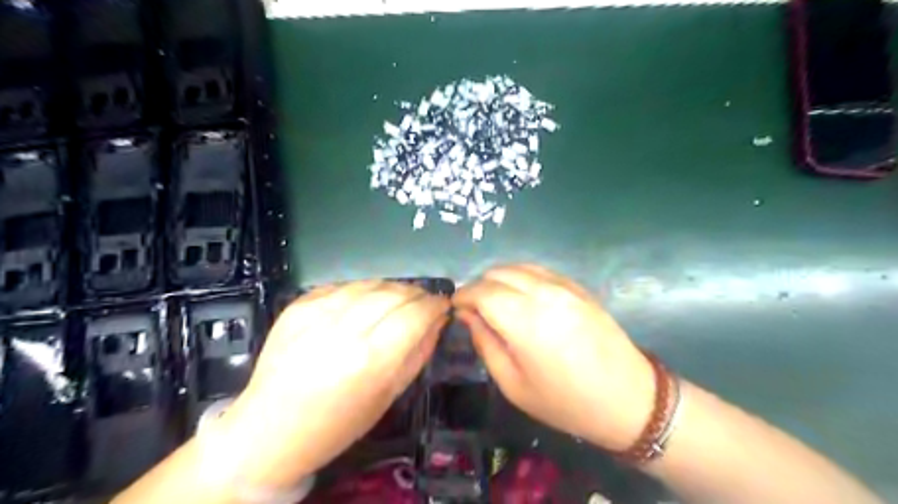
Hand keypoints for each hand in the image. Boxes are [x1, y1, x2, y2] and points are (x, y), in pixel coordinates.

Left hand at [217, 279, 443, 487]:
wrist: (269, 430)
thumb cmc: (337, 425)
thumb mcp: (389, 395)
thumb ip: (418, 353)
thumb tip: (437, 321)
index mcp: (370, 359)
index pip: (416, 314)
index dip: (435, 305)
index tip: (443, 306)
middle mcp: (344, 328)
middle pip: (394, 293)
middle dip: (417, 294)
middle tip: (424, 303)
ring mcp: (317, 312)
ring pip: (370, 283)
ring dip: (391, 289)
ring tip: (397, 302)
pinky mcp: (298, 305)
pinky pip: (343, 286)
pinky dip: (362, 291)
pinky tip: (363, 305)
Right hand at [457, 265, 653, 450]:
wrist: (628, 398)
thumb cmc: (565, 401)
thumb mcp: (513, 384)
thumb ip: (485, 343)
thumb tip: (468, 316)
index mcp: (525, 320)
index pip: (481, 291)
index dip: (463, 296)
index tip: (455, 308)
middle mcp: (543, 293)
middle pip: (497, 273)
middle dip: (478, 286)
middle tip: (473, 308)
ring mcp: (564, 286)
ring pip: (518, 266)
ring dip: (498, 279)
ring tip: (494, 301)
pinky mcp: (578, 286)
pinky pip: (540, 270)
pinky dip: (521, 277)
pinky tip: (520, 296)